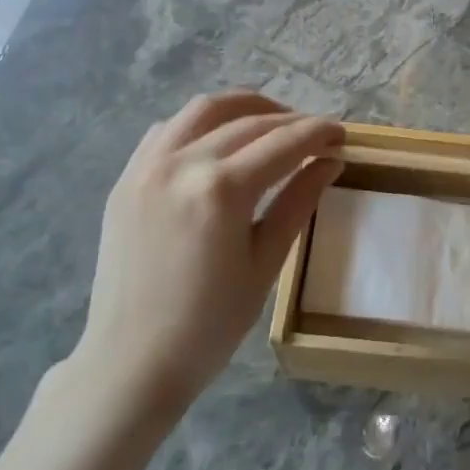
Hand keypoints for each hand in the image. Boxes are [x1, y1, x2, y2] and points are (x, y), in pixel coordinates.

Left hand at [66, 92, 342, 422]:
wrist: (130, 362)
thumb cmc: (209, 325)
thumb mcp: (266, 264)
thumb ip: (299, 202)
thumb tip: (331, 161)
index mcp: (221, 189)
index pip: (283, 143)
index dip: (318, 133)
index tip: (342, 134)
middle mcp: (181, 162)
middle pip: (248, 121)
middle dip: (291, 121)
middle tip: (318, 134)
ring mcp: (147, 165)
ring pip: (204, 109)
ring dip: (245, 107)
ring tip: (274, 122)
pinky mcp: (127, 177)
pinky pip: (169, 128)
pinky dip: (201, 123)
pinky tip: (219, 140)